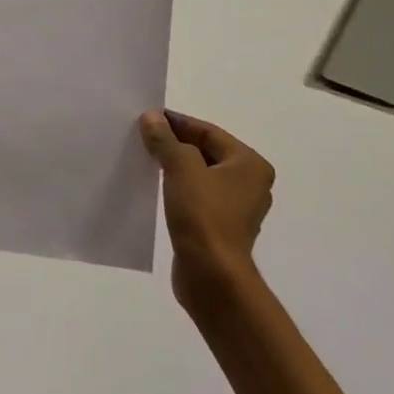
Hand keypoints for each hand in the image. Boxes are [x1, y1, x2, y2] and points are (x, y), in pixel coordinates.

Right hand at [139, 110, 275, 313]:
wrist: (211, 276)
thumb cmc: (203, 215)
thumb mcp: (181, 168)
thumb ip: (166, 140)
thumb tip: (152, 117)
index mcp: (249, 165)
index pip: (209, 132)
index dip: (178, 122)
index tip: (148, 118)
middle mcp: (249, 183)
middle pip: (206, 152)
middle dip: (175, 143)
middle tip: (143, 135)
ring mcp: (236, 208)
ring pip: (200, 175)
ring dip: (174, 165)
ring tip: (145, 158)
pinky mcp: (220, 227)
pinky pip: (197, 196)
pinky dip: (178, 187)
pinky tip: (155, 186)